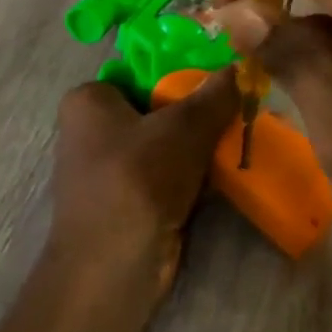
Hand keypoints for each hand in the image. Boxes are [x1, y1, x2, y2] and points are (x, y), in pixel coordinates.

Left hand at [46, 73, 239, 305]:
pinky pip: (167, 173)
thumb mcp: (185, 127)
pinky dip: (194, 172)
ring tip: (242, 132)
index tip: (223, 76)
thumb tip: (241, 65)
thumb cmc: (138, 179)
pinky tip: (229, 167)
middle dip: (198, 111)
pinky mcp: (128, 200)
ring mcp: (109, 169)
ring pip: (166, 142)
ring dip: (200, 144)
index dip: (184, 71)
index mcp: (89, 100)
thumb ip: (214, 94)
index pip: (143, 70)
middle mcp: (91, 130)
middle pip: (157, 107)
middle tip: (240, 103)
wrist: (115, 266)